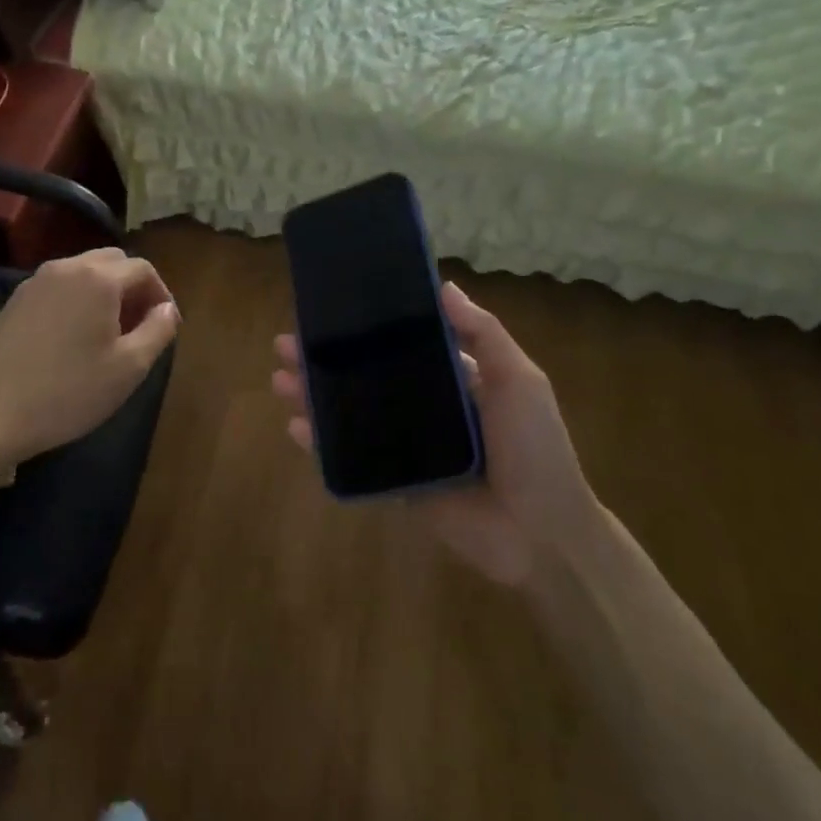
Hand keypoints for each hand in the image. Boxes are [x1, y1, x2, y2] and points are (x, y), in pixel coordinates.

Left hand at [0, 248, 177, 474]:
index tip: (165, 326)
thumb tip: (168, 309)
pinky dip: (77, 299)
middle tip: (139, 326)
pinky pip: (59, 287)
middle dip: (133, 287)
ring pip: (83, 272)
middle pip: (113, 262)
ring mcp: (35, 282)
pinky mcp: (14, 301)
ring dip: (105, 292)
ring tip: (108, 333)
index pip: (143, 269)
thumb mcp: (129, 367)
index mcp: (98, 278)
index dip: (162, 294)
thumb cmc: (69, 392)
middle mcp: (66, 268)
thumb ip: (158, 330)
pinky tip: (74, 338)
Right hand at [272, 281, 593, 586]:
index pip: (401, 344)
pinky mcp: (395, 482)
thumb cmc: (534, 448)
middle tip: (285, 344)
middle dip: (326, 361)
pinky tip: (295, 427)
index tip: (332, 310)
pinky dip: (321, 445)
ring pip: (350, 414)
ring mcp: (406, 446)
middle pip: (365, 377)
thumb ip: (483, 335)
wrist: (540, 533)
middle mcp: (424, 408)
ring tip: (280, 380)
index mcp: (454, 379)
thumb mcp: (519, 380)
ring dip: (314, 397)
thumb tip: (444, 286)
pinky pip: (351, 459)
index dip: (366, 328)